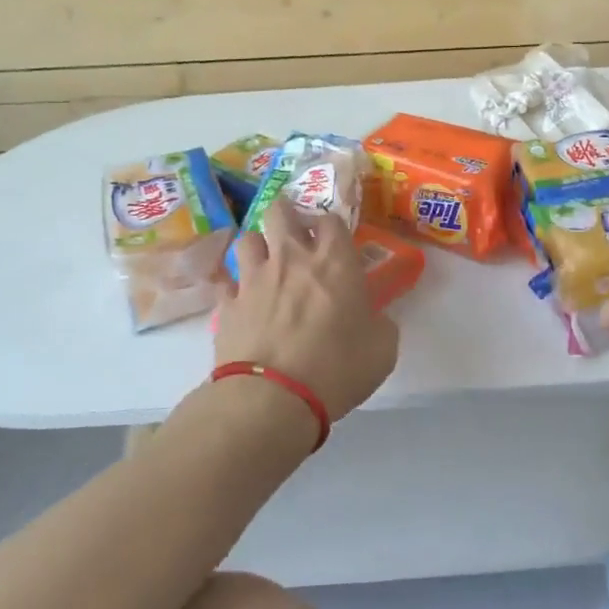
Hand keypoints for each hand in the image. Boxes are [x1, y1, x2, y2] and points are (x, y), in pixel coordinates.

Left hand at [216, 200, 398, 420]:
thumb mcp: (382, 349)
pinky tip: (241, 302)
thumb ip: (381, 324)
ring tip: (265, 264)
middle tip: (294, 233)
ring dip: (258, 246)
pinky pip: (227, 283)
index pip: (331, 219)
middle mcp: (291, 258)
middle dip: (286, 214)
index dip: (332, 225)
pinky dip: (234, 288)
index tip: (334, 240)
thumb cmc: (337, 368)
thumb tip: (375, 319)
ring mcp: (254, 278)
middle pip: (280, 210)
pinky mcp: (226, 304)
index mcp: (334, 262)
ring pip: (247, 239)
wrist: (272, 397)